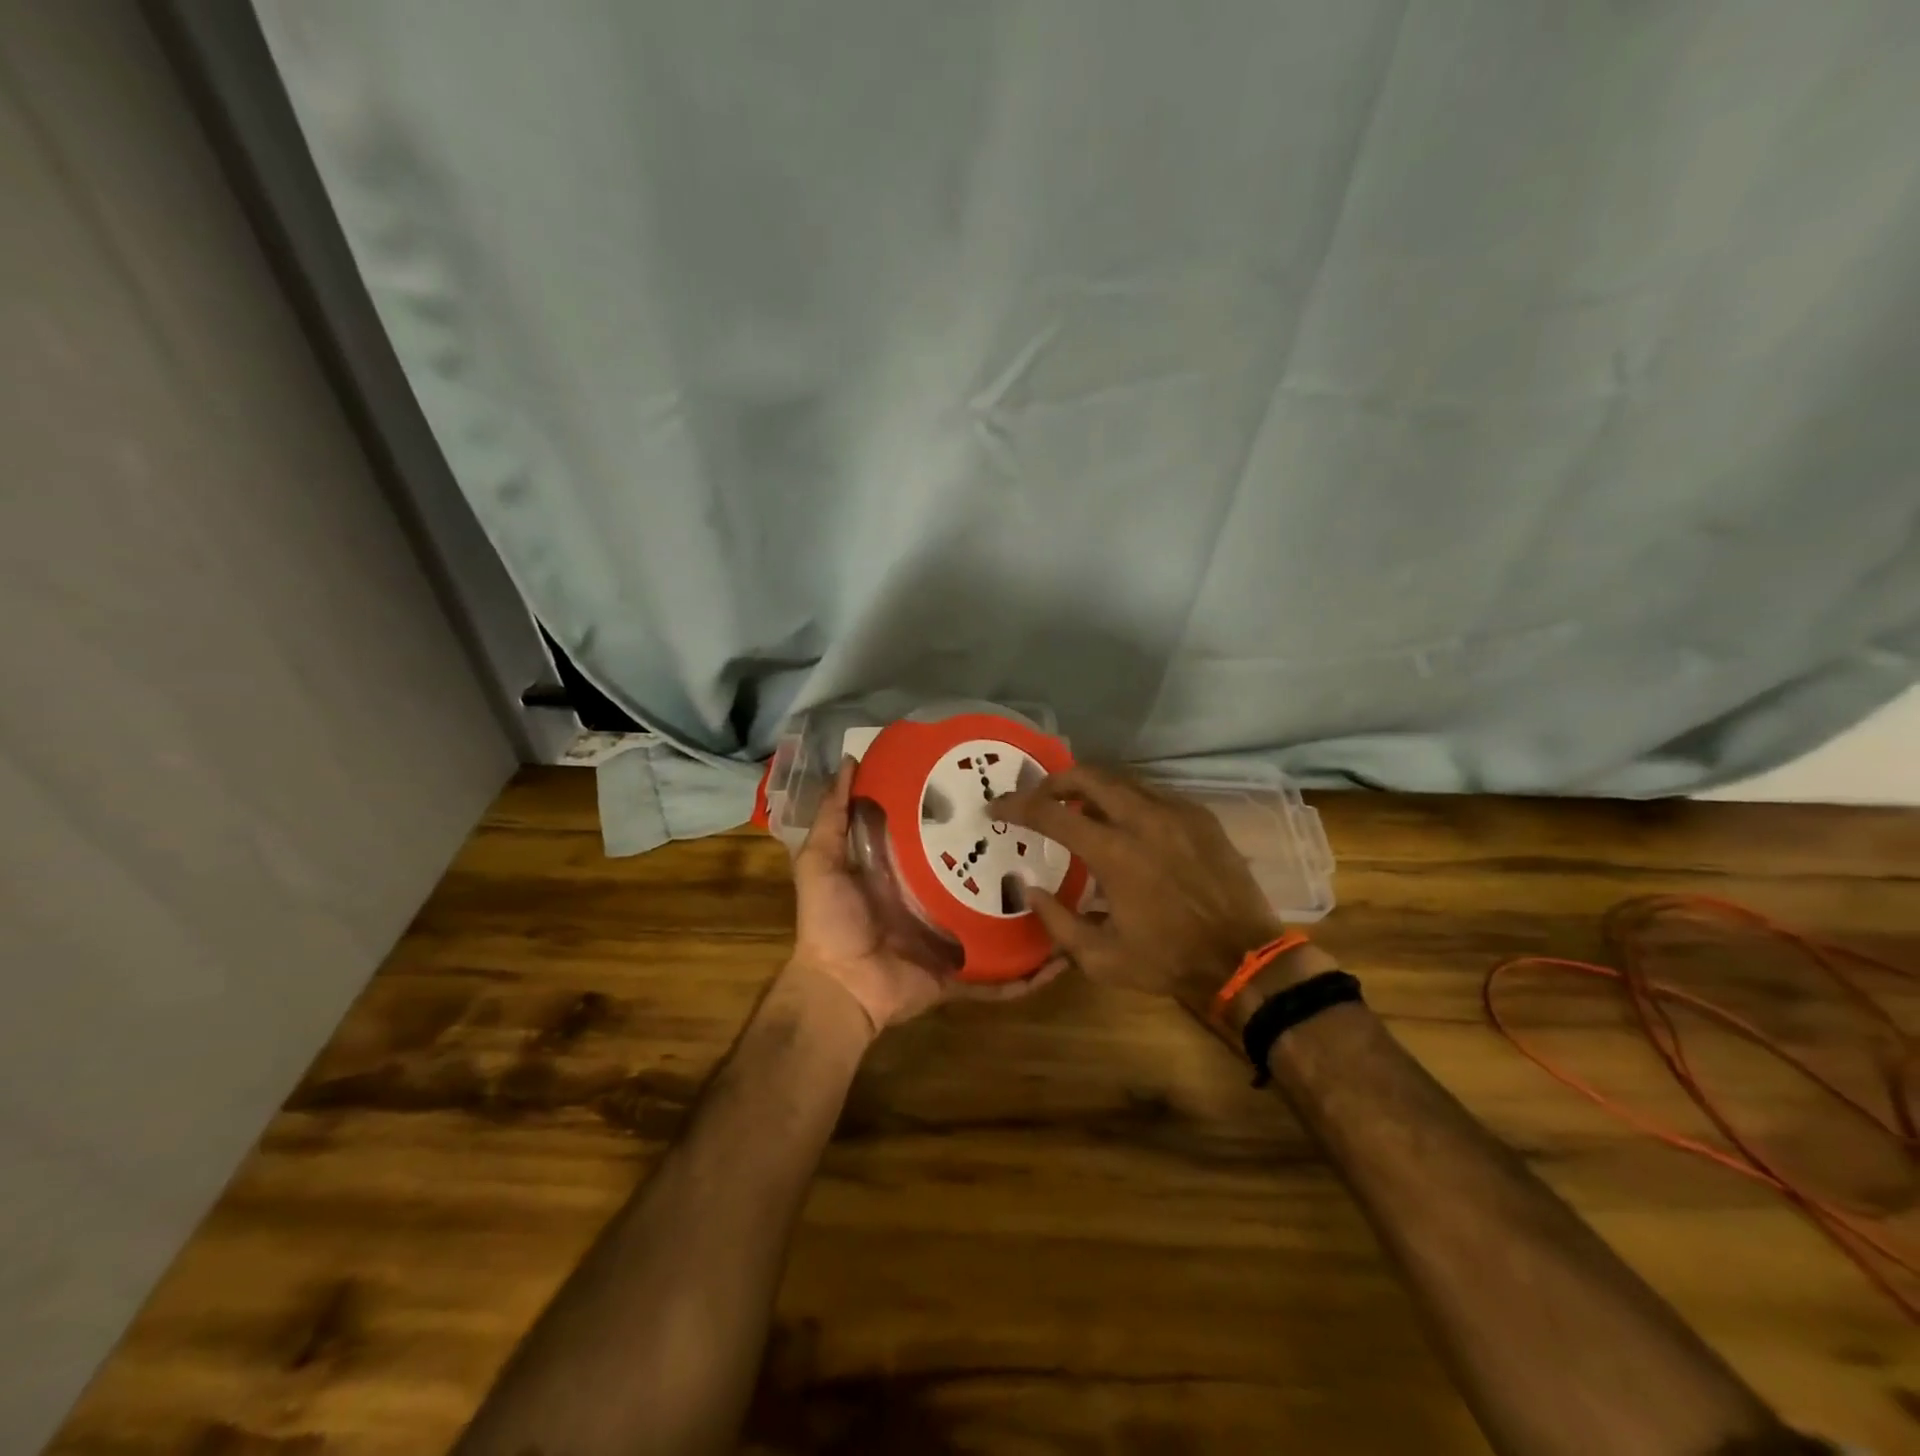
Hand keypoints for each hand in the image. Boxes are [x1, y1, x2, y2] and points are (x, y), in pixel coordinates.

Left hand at [790, 759, 1063, 1032]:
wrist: (837, 987)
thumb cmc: (830, 921)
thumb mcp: (823, 860)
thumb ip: (834, 815)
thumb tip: (850, 760)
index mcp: (907, 874)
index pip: (944, 839)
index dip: (966, 816)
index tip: (994, 789)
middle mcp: (934, 902)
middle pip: (978, 878)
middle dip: (1009, 860)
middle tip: (1045, 835)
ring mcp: (953, 940)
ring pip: (1000, 924)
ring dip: (1031, 915)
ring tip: (1071, 892)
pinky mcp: (963, 974)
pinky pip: (1001, 978)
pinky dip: (1030, 975)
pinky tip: (1062, 960)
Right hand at [990, 765, 1285, 1015]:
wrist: (1244, 958)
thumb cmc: (1168, 960)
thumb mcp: (1100, 958)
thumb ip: (1056, 921)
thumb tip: (1028, 887)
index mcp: (1115, 853)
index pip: (1052, 814)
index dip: (1017, 806)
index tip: (997, 808)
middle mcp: (1144, 820)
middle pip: (1088, 776)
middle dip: (1053, 781)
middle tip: (1036, 796)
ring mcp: (1176, 812)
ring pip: (1121, 780)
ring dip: (1090, 788)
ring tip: (1075, 807)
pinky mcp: (1199, 815)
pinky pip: (1151, 793)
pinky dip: (1125, 799)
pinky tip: (1122, 821)